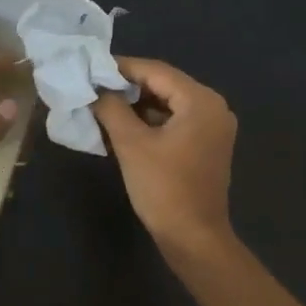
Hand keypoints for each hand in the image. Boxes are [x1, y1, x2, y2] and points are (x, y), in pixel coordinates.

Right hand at [92, 57, 237, 259]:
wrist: (193, 238)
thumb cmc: (164, 188)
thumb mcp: (131, 144)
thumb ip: (112, 109)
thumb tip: (96, 89)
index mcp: (201, 100)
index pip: (156, 71)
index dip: (121, 68)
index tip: (91, 68)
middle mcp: (214, 107)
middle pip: (164, 85)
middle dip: (128, 87)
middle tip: (94, 87)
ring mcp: (213, 128)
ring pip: (169, 104)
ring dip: (137, 105)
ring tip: (103, 106)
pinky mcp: (207, 146)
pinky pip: (176, 122)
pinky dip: (151, 122)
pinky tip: (123, 127)